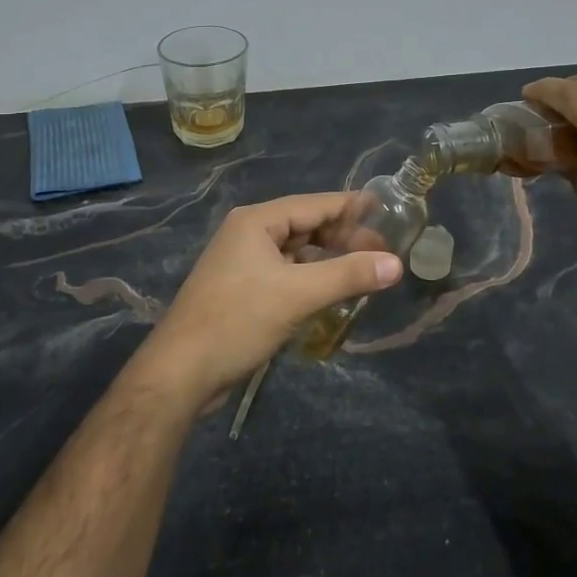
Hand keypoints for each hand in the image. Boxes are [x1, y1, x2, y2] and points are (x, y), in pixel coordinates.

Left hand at [136, 193, 403, 405]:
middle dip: (343, 237)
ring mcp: (242, 262)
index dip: (352, 207)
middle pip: (306, 226)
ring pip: (296, 252)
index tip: (387, 209)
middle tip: (383, 251)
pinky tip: (331, 293)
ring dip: (328, 259)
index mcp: (257, 221)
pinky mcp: (241, 289)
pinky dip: (310, 278)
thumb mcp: (298, 295)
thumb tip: (396, 264)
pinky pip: (285, 273)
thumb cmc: (238, 321)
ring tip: (364, 271)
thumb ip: (348, 275)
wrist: (180, 372)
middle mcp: (248, 234)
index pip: (315, 204)